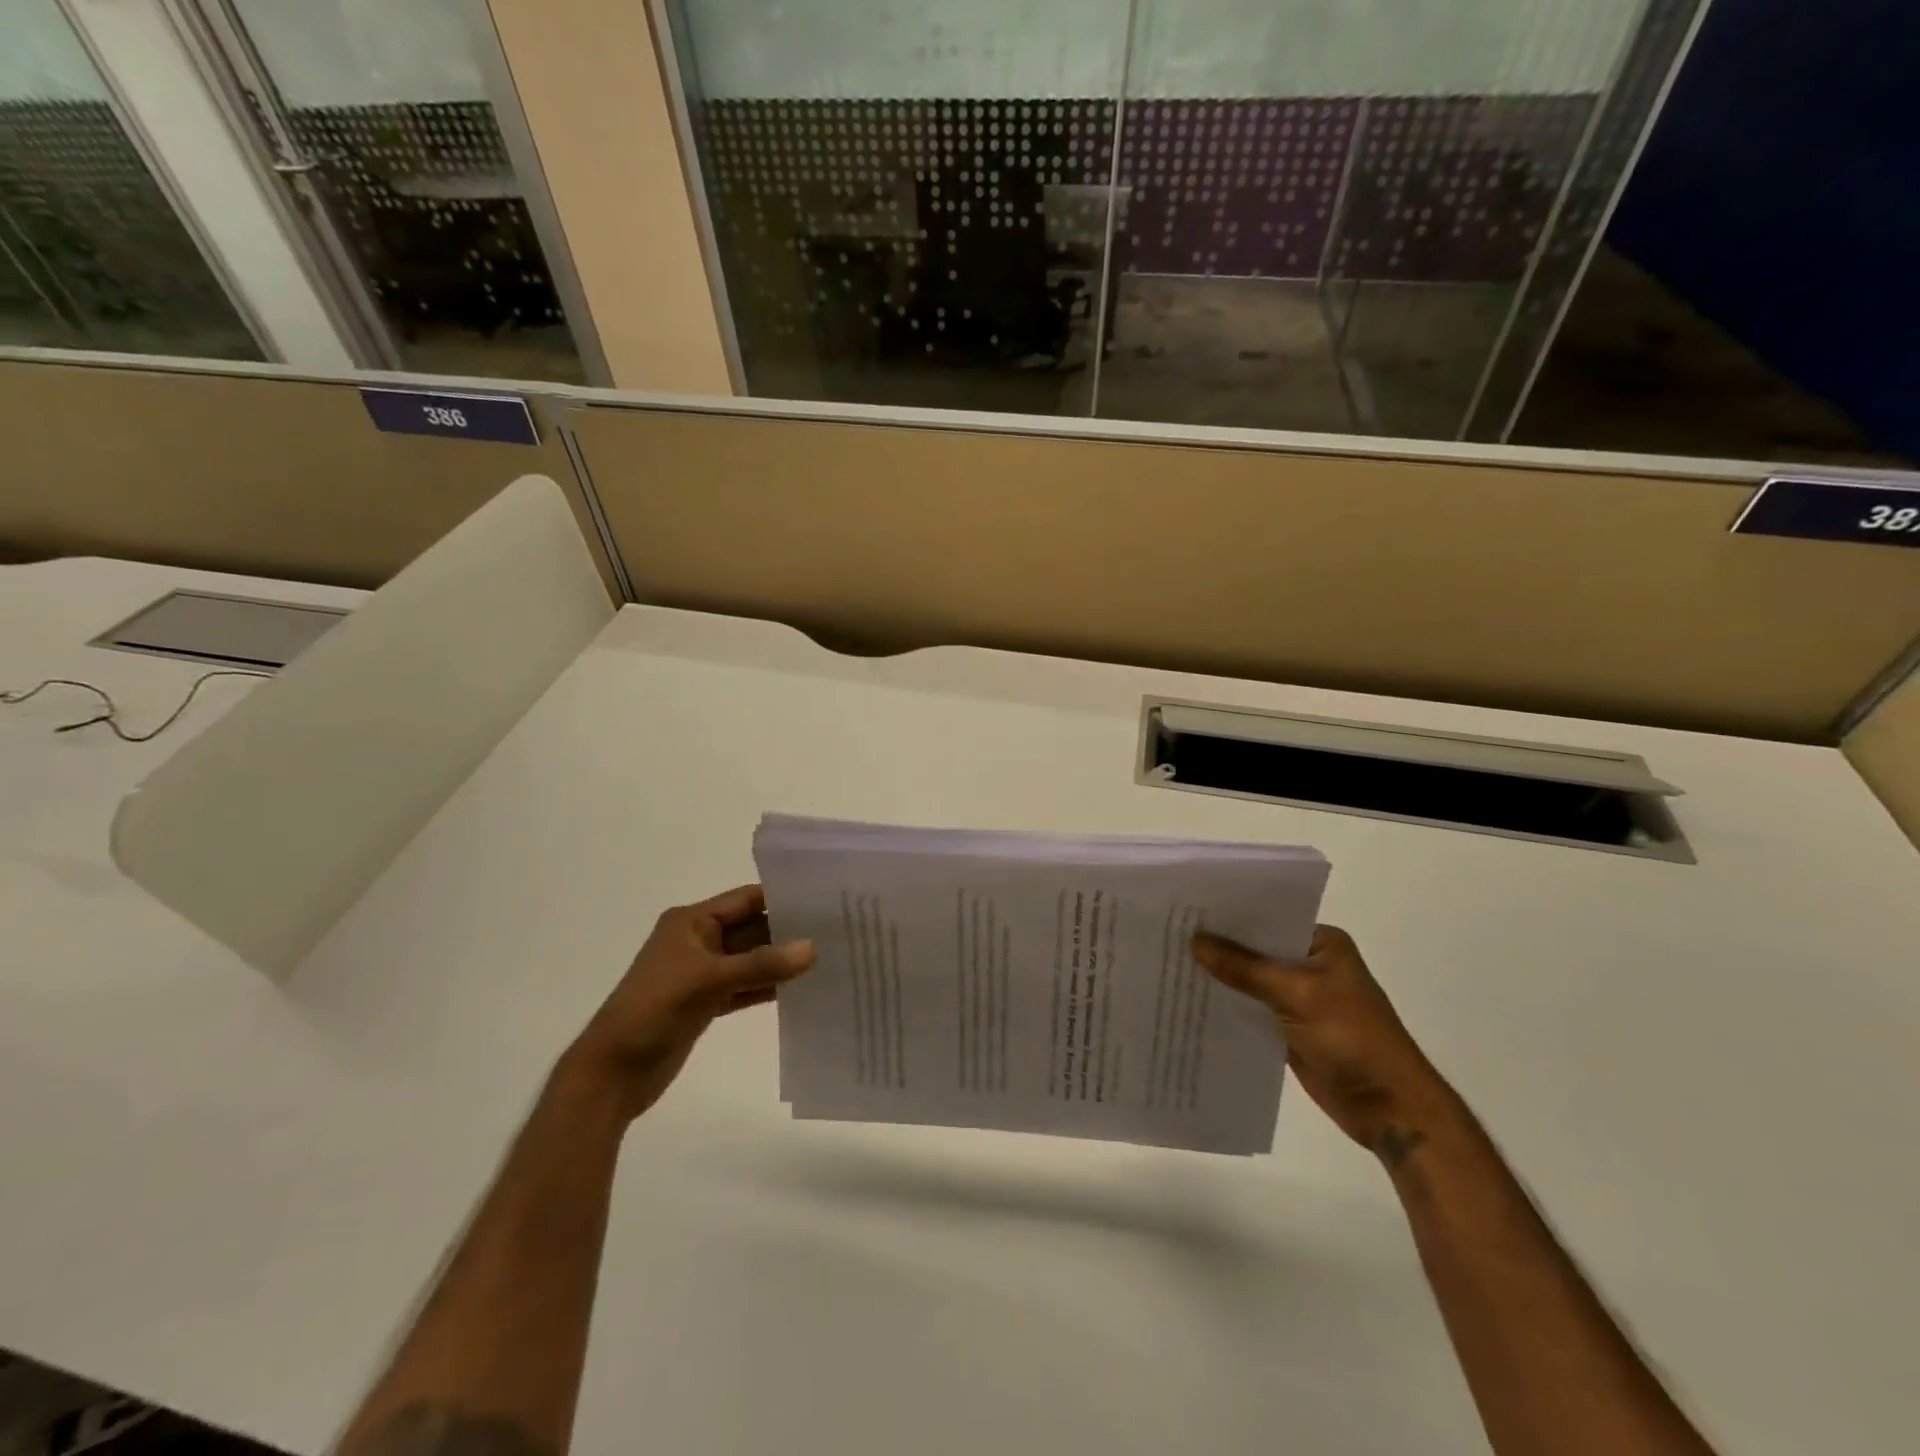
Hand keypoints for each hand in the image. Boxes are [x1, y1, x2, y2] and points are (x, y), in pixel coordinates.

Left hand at [565, 884, 815, 1120]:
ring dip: (780, 961)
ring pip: (750, 960)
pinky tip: (799, 989)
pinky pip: (744, 987)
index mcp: (691, 922)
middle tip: (834, 930)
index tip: (823, 899)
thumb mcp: (709, 980)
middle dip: (787, 930)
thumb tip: (813, 948)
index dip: (781, 897)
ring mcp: (701, 974)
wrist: (612, 1072)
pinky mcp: (705, 1003)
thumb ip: (762, 964)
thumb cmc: (654, 1010)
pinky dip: (767, 987)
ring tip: (826, 957)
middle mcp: (698, 941)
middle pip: (751, 928)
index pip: (745, 899)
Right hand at [1193, 925, 1455, 1164]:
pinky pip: (1250, 1009)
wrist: (1389, 1109)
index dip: (1228, 915)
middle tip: (1168, 933)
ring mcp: (1298, 997)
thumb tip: (1194, 940)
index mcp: (1321, 943)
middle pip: (1254, 949)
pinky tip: (1190, 1001)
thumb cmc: (1352, 1038)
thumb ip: (1244, 968)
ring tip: (1168, 963)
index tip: (1185, 908)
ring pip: (1249, 980)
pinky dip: (1227, 1006)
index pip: (1267, 918)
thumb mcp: (1297, 994)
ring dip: (1219, 977)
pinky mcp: (1288, 1028)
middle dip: (1218, 946)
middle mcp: (1309, 964)